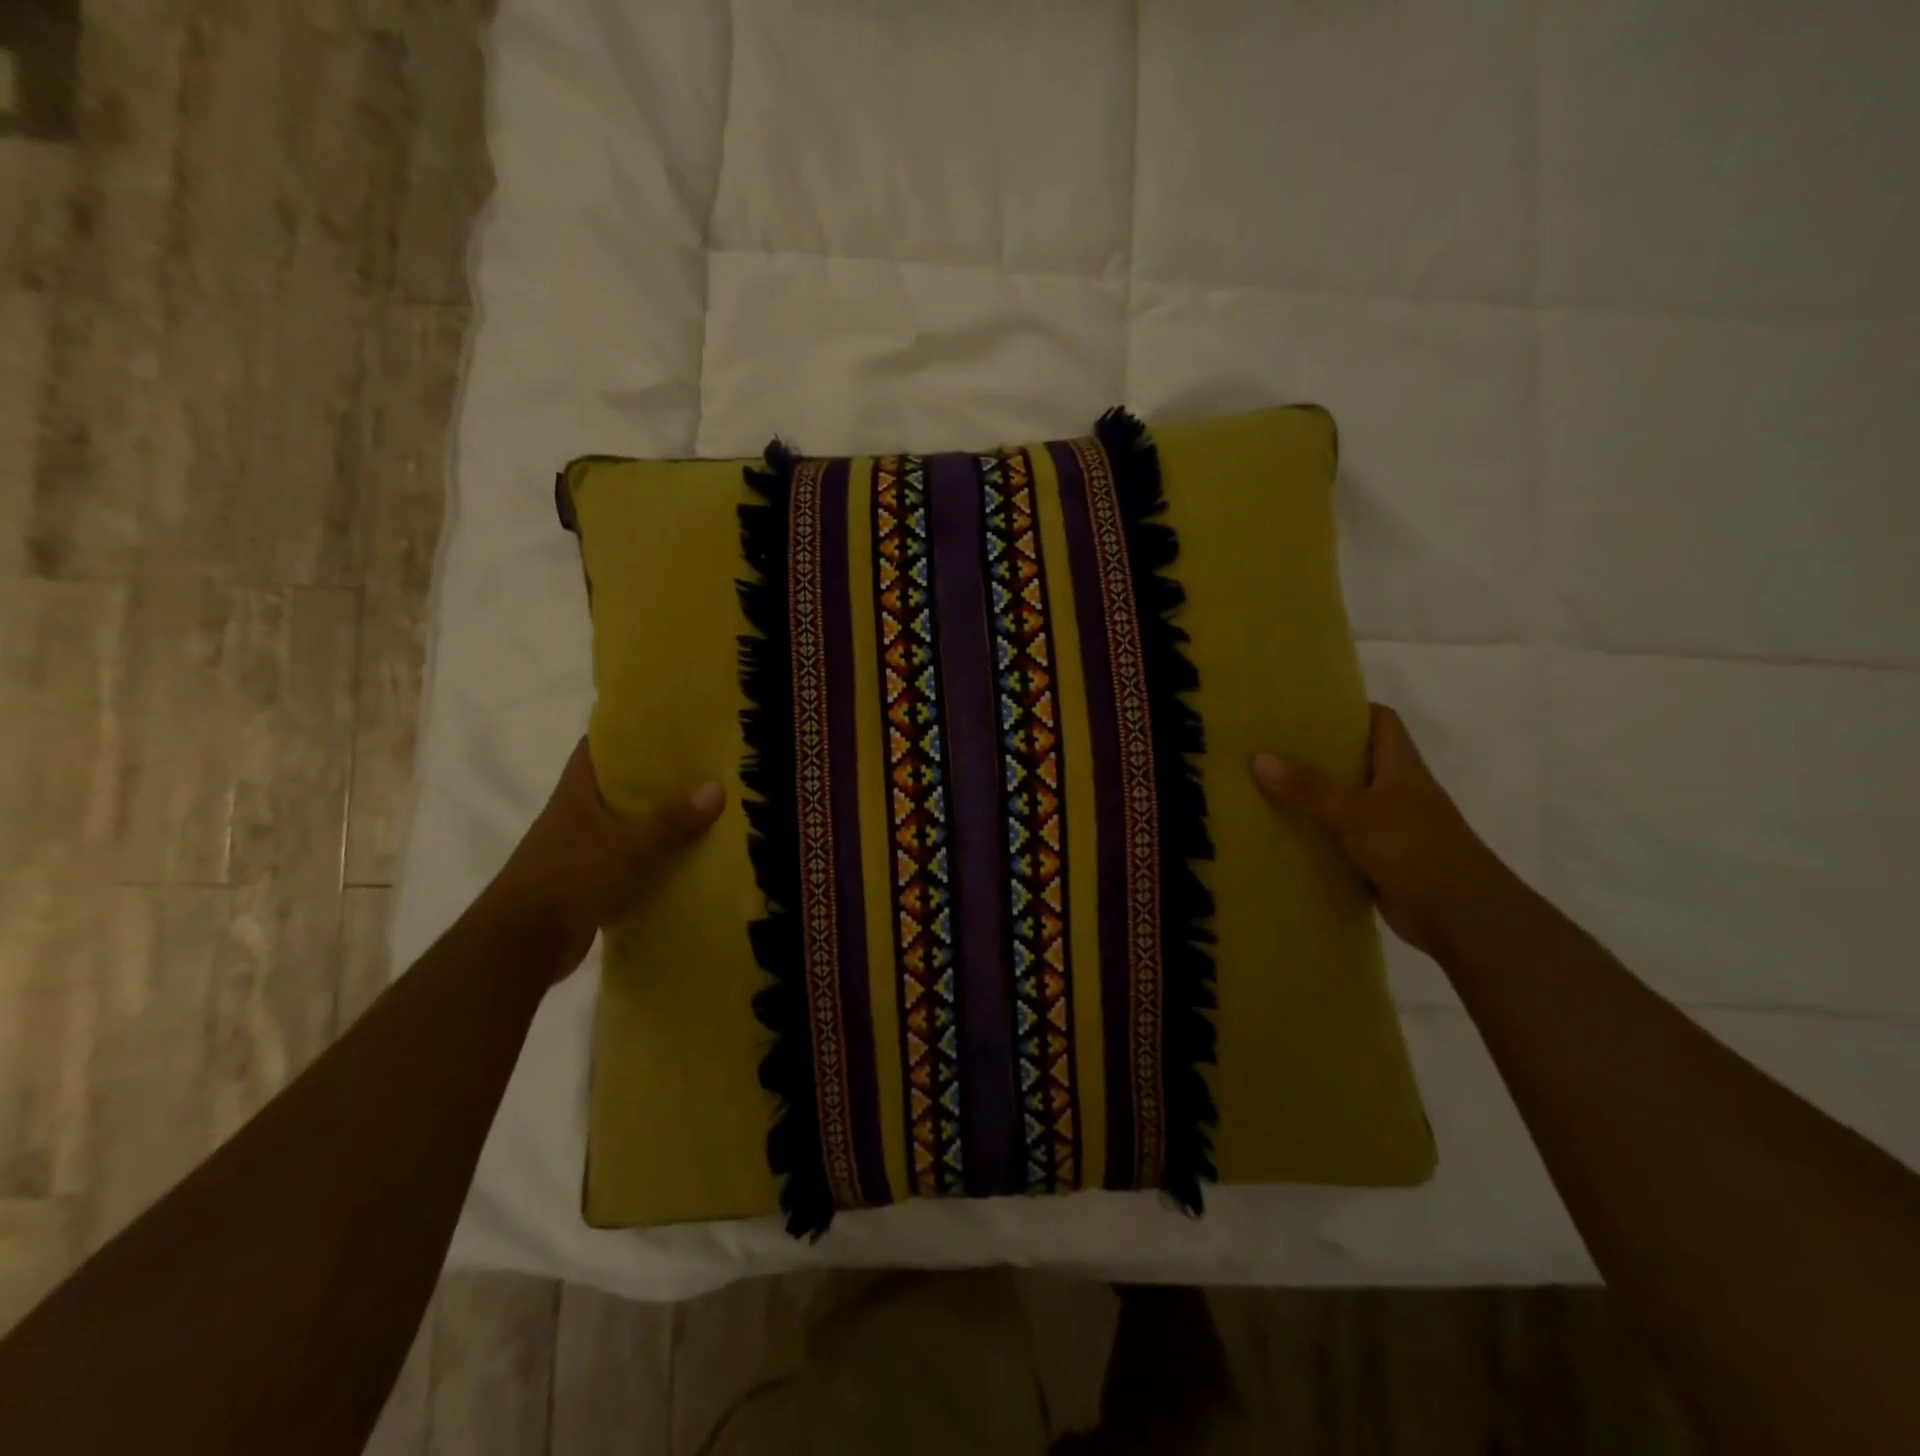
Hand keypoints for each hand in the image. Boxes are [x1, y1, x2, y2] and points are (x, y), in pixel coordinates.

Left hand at [485, 738, 724, 981]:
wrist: (522, 945)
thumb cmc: (570, 880)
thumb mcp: (629, 848)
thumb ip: (672, 821)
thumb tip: (717, 786)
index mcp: (577, 792)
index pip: (599, 746)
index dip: (629, 731)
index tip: (668, 725)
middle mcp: (576, 813)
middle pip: (618, 783)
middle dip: (656, 776)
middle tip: (702, 765)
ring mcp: (580, 847)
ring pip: (626, 822)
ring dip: (657, 818)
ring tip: (704, 807)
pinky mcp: (588, 879)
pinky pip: (628, 857)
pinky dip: (652, 856)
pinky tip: (685, 856)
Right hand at [1252, 704, 1517, 957]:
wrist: (1461, 918)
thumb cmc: (1417, 849)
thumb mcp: (1358, 812)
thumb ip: (1309, 788)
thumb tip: (1258, 759)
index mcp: (1401, 767)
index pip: (1380, 721)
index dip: (1349, 709)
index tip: (1304, 707)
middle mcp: (1394, 791)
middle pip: (1354, 759)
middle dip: (1314, 751)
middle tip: (1267, 744)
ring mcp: (1386, 826)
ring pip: (1341, 800)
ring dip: (1308, 795)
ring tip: (1260, 783)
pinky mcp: (1376, 858)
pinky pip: (1336, 837)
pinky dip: (1312, 833)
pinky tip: (1278, 832)